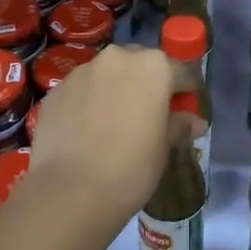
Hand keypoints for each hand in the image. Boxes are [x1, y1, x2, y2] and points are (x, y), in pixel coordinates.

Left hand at [26, 45, 172, 224]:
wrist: (70, 190)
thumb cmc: (131, 166)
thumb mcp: (164, 148)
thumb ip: (179, 126)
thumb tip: (194, 122)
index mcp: (153, 66)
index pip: (180, 72)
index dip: (185, 93)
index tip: (184, 112)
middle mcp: (117, 58)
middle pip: (140, 65)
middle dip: (147, 85)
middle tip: (148, 116)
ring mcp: (82, 71)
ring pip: (108, 75)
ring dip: (115, 90)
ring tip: (113, 124)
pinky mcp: (56, 90)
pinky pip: (81, 91)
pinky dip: (88, 103)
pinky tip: (87, 132)